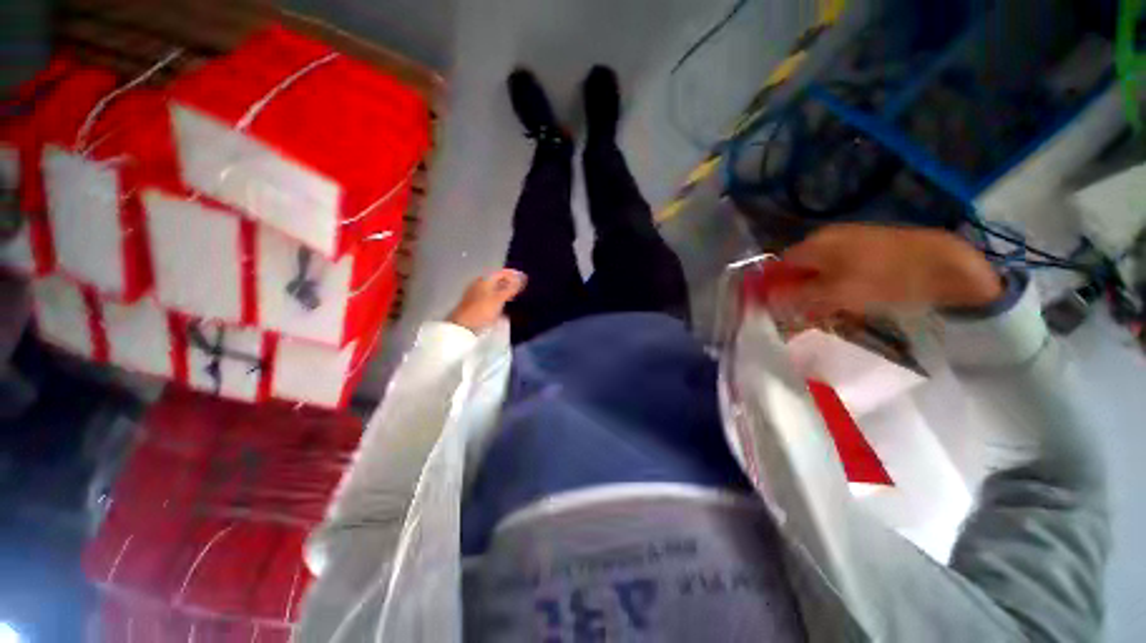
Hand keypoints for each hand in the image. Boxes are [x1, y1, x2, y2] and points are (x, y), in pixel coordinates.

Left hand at [446, 269, 526, 332]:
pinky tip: (505, 308)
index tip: (524, 279)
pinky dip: (499, 301)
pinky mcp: (476, 306)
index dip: (513, 274)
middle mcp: (480, 285)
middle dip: (509, 283)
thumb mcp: (499, 298)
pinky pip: (491, 299)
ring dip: (505, 293)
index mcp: (484, 280)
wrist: (463, 326)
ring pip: (494, 291)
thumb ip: (511, 288)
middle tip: (521, 289)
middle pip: (497, 281)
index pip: (501, 273)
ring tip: (515, 298)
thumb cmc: (482, 310)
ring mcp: (477, 295)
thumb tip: (522, 277)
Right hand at [770, 224, 1003, 317]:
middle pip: (800, 268)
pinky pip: (842, 268)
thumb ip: (797, 297)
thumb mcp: (835, 294)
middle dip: (800, 291)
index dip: (776, 286)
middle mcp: (827, 237)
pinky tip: (853, 299)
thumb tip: (768, 300)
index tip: (780, 307)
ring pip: (822, 270)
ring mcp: (851, 239)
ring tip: (833, 311)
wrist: (946, 264)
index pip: (780, 265)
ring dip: (820, 291)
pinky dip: (840, 285)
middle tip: (809, 313)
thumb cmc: (884, 279)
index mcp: (814, 244)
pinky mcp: (870, 246)